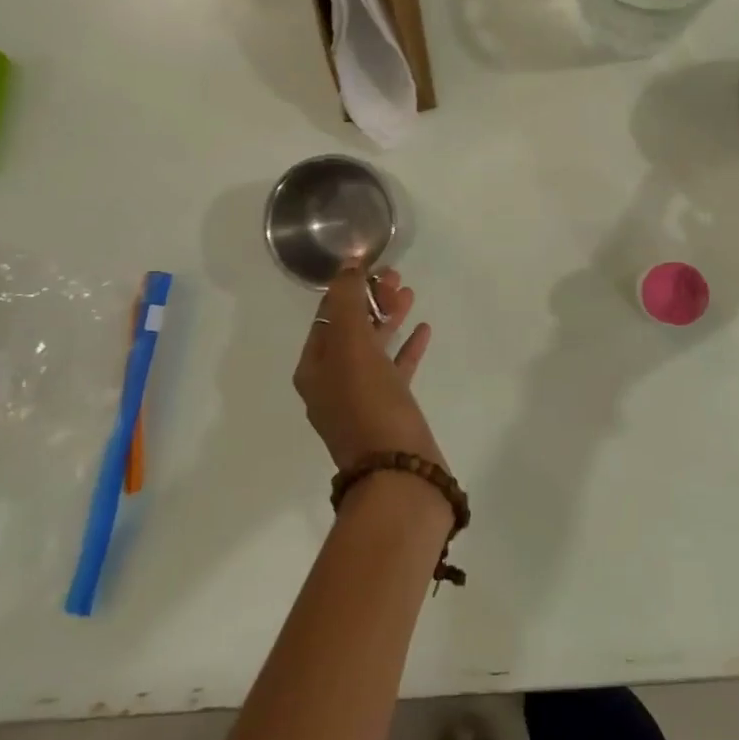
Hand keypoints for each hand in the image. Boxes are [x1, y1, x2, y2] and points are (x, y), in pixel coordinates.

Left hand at [293, 266, 440, 470]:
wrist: (399, 474)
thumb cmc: (369, 405)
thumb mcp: (351, 347)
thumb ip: (346, 303)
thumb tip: (348, 266)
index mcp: (314, 368)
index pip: (327, 314)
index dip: (348, 286)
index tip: (372, 265)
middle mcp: (332, 382)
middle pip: (350, 328)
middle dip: (370, 299)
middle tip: (396, 277)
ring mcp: (361, 399)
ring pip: (373, 347)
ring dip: (389, 318)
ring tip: (410, 294)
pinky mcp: (390, 411)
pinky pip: (396, 369)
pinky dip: (406, 347)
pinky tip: (424, 330)